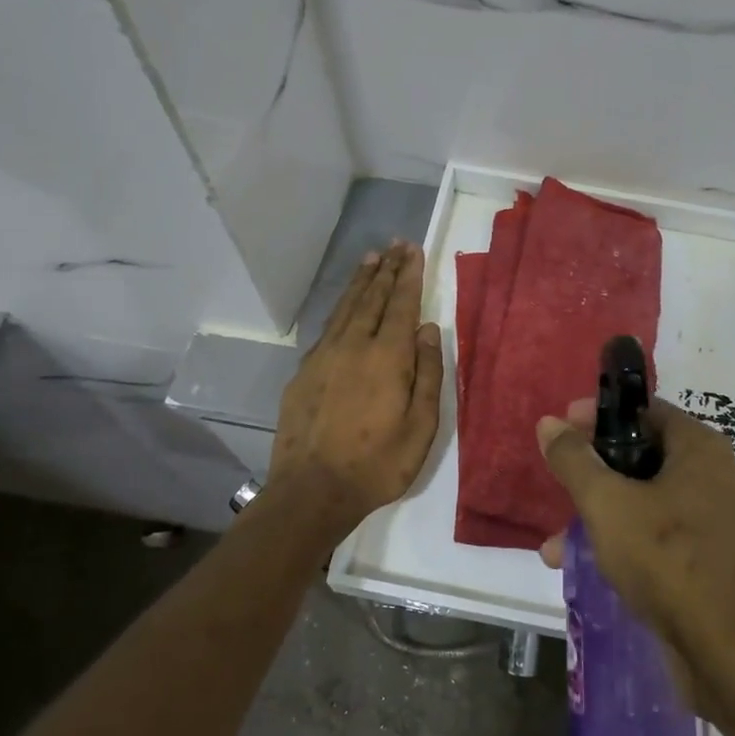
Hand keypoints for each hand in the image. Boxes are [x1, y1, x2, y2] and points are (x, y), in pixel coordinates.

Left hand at [268, 241, 443, 541]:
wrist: (312, 491)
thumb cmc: (377, 463)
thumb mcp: (421, 426)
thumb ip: (428, 374)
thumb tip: (429, 329)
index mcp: (388, 357)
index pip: (402, 305)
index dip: (409, 276)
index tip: (414, 251)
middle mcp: (355, 345)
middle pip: (373, 298)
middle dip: (387, 270)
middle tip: (396, 245)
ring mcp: (325, 356)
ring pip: (347, 307)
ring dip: (362, 282)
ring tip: (371, 259)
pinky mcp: (305, 371)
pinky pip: (328, 326)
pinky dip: (341, 307)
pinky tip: (346, 304)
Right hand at [537, 398, 734, 735]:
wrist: (732, 656)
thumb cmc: (668, 561)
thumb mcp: (607, 504)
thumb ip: (575, 460)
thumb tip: (550, 423)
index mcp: (701, 448)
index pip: (644, 411)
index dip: (599, 416)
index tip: (562, 430)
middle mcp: (718, 475)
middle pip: (644, 455)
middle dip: (594, 473)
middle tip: (559, 485)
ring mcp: (720, 520)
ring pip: (649, 500)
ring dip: (602, 515)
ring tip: (555, 544)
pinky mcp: (716, 559)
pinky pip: (664, 534)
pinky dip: (628, 540)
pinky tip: (589, 566)